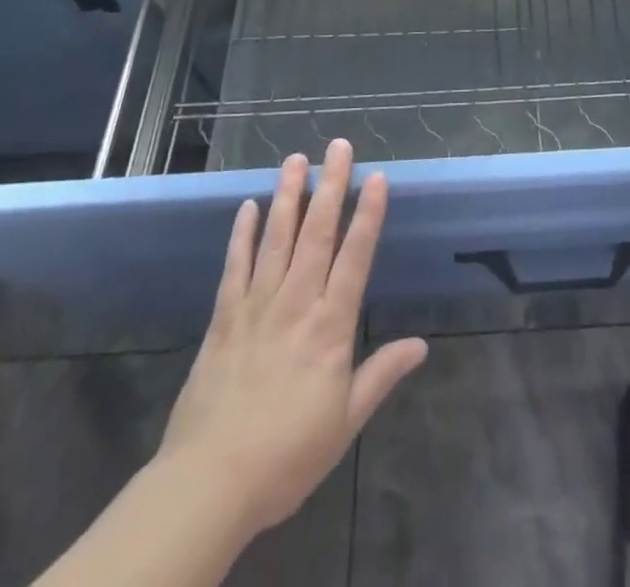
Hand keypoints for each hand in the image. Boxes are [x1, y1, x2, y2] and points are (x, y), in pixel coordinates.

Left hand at [158, 139, 428, 537]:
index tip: (377, 177)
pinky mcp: (224, 319)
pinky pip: (235, 267)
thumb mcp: (344, 423)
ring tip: (295, 159)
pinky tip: (247, 206)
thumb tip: (421, 345)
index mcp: (330, 327)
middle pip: (317, 234)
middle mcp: (296, 304)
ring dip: (288, 196)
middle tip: (338, 146)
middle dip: (331, 186)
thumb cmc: (286, 456)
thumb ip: (380, 375)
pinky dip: (241, 234)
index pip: (355, 259)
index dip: (368, 216)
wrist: (208, 484)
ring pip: (276, 238)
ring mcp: (256, 306)